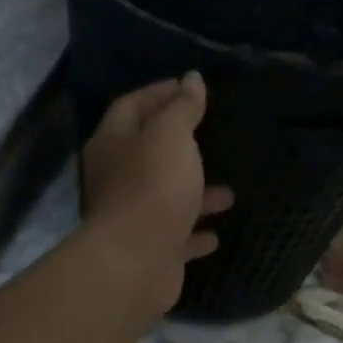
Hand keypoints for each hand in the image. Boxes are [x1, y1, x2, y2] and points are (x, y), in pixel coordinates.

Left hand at [79, 73, 233, 317]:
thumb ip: (182, 108)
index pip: (131, 106)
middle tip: (212, 134)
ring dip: (195, 192)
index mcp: (113, 144)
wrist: (135, 263)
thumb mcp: (171, 136)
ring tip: (230, 191)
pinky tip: (217, 234)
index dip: (158, 93)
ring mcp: (133, 217)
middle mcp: (116, 179)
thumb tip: (191, 79)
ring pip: (166, 196)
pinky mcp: (150, 250)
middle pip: (147, 153)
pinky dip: (195, 232)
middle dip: (179, 144)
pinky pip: (176, 236)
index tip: (189, 87)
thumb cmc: (152, 188)